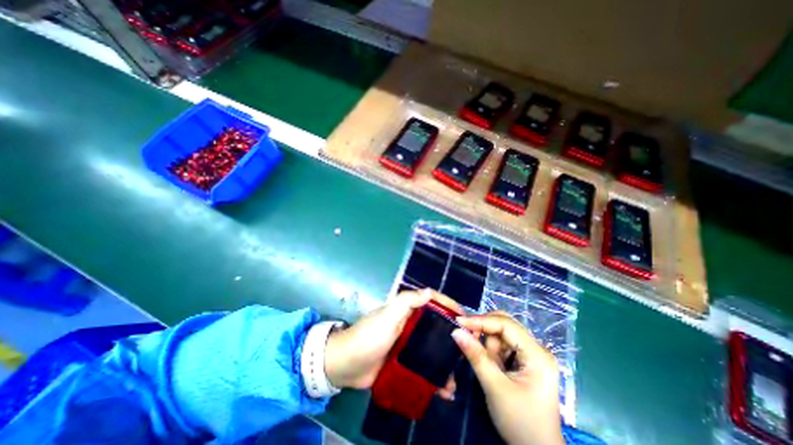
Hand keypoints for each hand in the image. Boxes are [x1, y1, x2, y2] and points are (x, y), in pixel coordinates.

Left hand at [321, 290, 459, 397]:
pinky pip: (423, 367)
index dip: (448, 305)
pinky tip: (444, 389)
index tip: (465, 316)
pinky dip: (434, 376)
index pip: (431, 302)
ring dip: (445, 359)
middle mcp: (409, 324)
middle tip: (468, 346)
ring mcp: (407, 345)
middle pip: (435, 325)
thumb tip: (429, 291)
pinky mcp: (404, 362)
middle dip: (451, 334)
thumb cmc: (369, 336)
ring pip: (432, 348)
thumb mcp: (387, 314)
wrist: (346, 365)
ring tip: (459, 373)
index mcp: (406, 310)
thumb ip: (406, 301)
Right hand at [453, 313, 562, 444]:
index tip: (458, 322)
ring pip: (502, 334)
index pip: (506, 325)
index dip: (481, 320)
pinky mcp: (526, 361)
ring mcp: (532, 354)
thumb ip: (475, 356)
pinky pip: (503, 345)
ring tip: (490, 368)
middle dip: (485, 332)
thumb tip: (456, 331)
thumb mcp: (495, 388)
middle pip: (505, 325)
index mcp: (537, 354)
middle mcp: (537, 349)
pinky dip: (492, 352)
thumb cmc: (521, 423)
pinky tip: (494, 367)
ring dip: (489, 345)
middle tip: (468, 339)